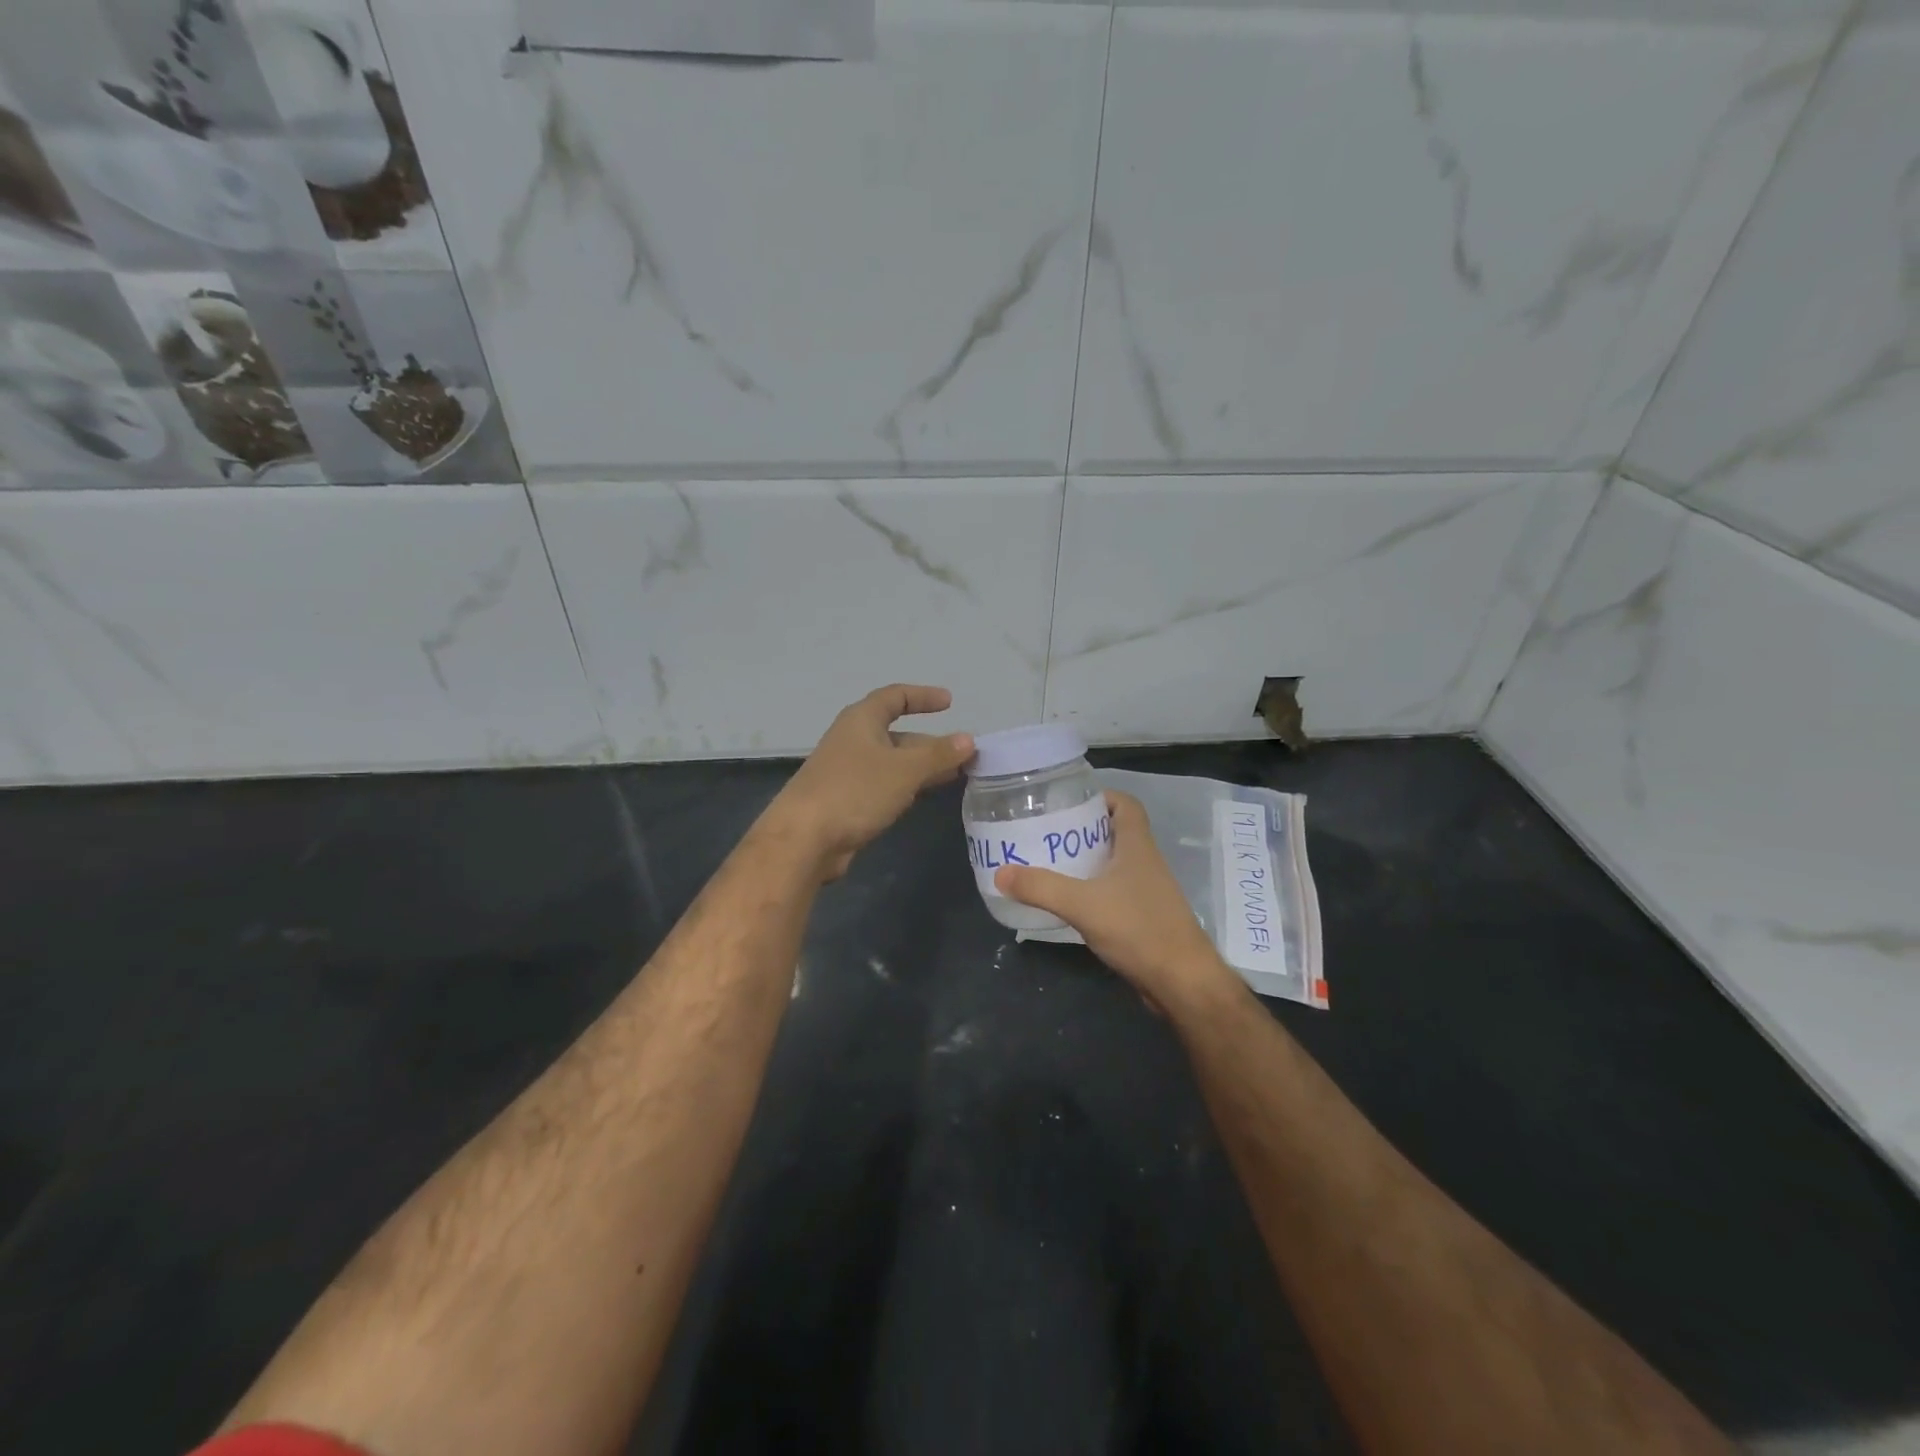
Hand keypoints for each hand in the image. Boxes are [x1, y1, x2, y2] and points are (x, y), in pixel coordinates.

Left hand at [766, 684, 973, 880]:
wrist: (804, 839)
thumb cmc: (855, 791)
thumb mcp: (904, 770)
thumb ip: (938, 754)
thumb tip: (969, 739)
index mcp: (861, 721)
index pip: (895, 697)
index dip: (923, 696)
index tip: (950, 703)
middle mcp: (853, 740)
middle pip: (897, 734)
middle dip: (930, 743)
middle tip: (963, 754)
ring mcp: (847, 772)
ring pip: (892, 762)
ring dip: (922, 767)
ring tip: (956, 775)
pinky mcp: (846, 800)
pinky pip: (883, 785)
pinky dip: (906, 786)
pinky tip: (922, 797)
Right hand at [994, 790, 1237, 1014]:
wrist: (1181, 982)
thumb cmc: (1138, 929)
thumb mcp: (1082, 904)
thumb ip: (1041, 887)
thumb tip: (1000, 873)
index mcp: (1138, 846)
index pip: (1126, 804)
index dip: (1101, 796)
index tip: (1068, 802)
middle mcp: (1146, 862)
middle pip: (1115, 832)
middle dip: (1083, 829)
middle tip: (1047, 833)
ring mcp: (1147, 891)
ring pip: (1114, 864)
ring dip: (1087, 861)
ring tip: (1050, 863)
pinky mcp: (1145, 917)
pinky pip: (1115, 892)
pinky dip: (1093, 890)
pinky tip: (1069, 902)